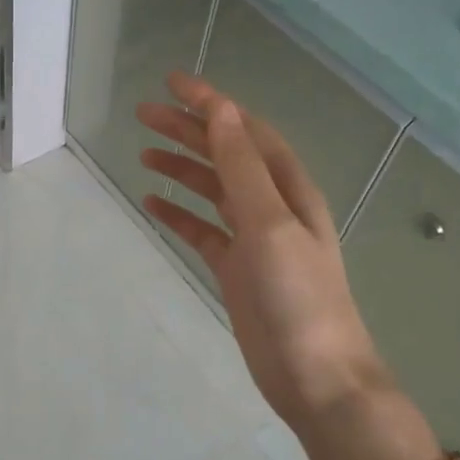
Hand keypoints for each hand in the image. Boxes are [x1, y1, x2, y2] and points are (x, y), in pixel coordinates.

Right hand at [136, 73, 392, 440]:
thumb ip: (243, 169)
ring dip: (181, 168)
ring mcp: (254, 240)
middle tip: (143, 114)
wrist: (316, 377)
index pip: (245, 131)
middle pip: (225, 155)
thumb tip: (221, 113)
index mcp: (288, 188)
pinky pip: (203, 231)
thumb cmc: (299, 298)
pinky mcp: (237, 271)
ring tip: (144, 151)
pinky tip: (153, 203)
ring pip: (212, 190)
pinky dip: (179, 214)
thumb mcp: (271, 225)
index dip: (212, 104)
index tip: (172, 83)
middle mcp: (273, 206)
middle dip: (188, 130)